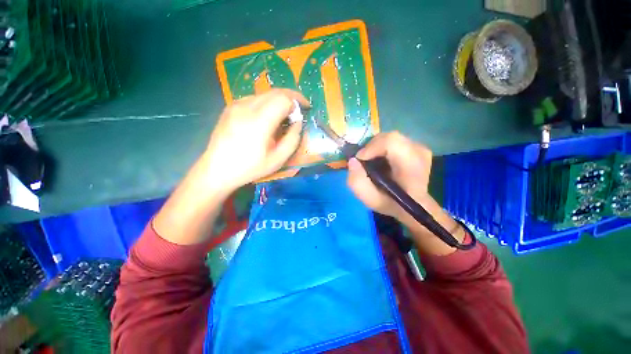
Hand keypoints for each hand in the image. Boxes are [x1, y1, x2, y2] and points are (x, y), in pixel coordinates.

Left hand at [203, 89, 309, 191]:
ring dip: (278, 101)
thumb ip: (292, 139)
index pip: (283, 98)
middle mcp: (246, 107)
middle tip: (297, 111)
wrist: (217, 169)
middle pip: (275, 92)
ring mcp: (236, 105)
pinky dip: (266, 104)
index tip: (305, 108)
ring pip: (264, 94)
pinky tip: (266, 118)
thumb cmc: (250, 168)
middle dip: (290, 98)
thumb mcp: (278, 159)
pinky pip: (254, 99)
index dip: (297, 100)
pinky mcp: (230, 107)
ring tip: (282, 116)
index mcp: (259, 121)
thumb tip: (297, 122)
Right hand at [347, 132, 432, 220]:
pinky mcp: (417, 146)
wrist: (411, 205)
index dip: (371, 147)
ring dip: (376, 147)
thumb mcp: (369, 199)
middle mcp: (420, 153)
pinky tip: (381, 159)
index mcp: (411, 168)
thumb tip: (353, 160)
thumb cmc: (390, 203)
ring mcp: (421, 148)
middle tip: (363, 161)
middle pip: (389, 137)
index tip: (360, 160)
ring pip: (390, 137)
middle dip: (371, 147)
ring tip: (372, 161)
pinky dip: (382, 147)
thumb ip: (356, 181)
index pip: (392, 142)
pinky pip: (395, 140)